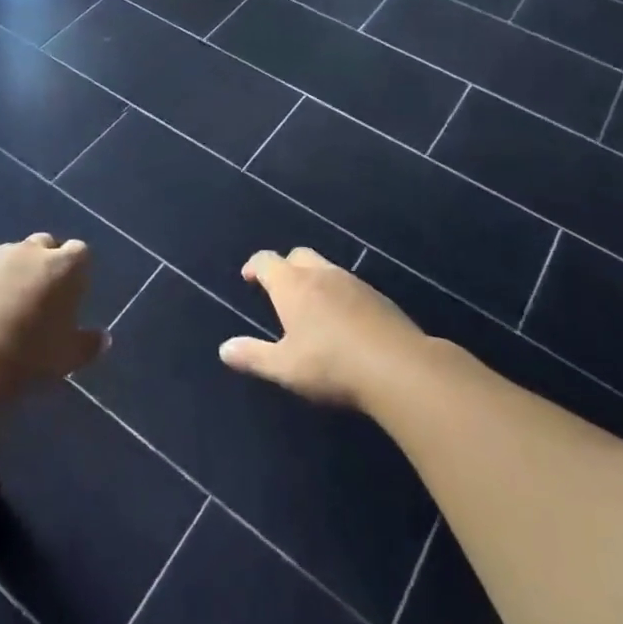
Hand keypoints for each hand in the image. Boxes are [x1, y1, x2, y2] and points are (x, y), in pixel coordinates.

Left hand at [0, 234, 103, 390]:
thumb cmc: (30, 353)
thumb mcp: (68, 357)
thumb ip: (88, 344)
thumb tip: (103, 338)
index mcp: (64, 267)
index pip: (80, 252)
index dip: (78, 269)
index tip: (73, 292)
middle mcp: (30, 252)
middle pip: (44, 245)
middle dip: (46, 262)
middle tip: (43, 294)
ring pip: (10, 256)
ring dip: (14, 273)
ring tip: (9, 306)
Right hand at [219, 248, 426, 407]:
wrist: (399, 368)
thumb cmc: (331, 365)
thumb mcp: (285, 367)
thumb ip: (253, 356)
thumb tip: (224, 349)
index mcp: (292, 285)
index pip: (266, 261)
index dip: (254, 266)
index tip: (249, 278)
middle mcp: (321, 274)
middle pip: (298, 255)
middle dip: (285, 267)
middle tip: (279, 290)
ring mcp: (354, 283)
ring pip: (326, 268)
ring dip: (314, 279)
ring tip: (311, 306)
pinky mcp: (379, 298)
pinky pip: (350, 286)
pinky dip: (339, 294)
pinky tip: (343, 320)